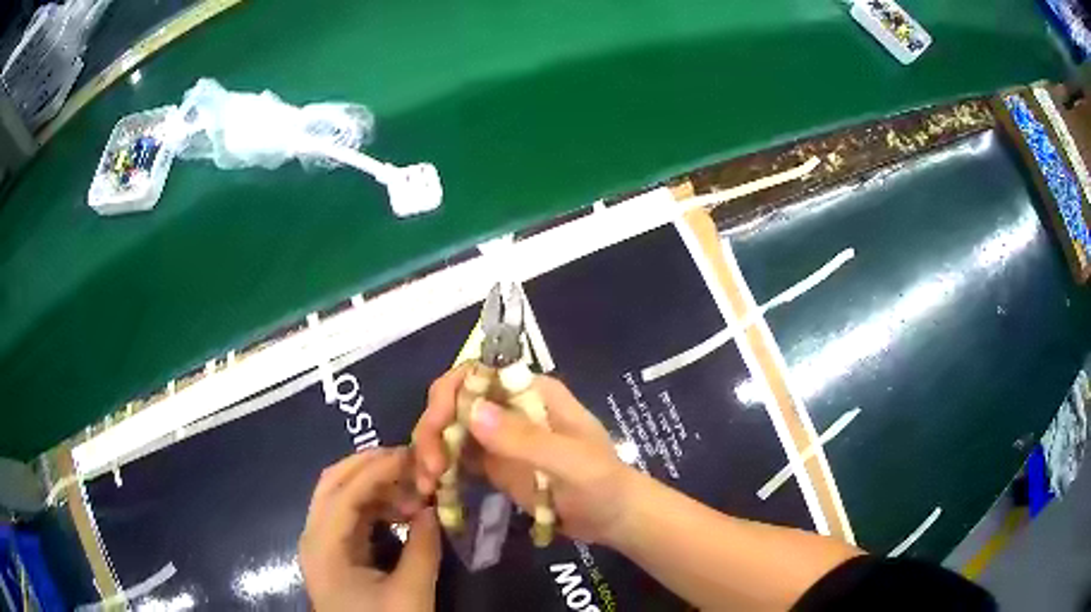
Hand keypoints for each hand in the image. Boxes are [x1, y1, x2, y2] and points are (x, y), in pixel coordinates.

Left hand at [299, 448, 439, 611]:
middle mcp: (313, 535)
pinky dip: (371, 504)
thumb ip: (424, 547)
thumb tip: (433, 507)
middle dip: (370, 465)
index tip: (415, 456)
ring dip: (373, 484)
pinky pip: (347, 514)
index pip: (346, 491)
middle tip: (411, 461)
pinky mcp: (331, 552)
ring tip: (412, 490)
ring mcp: (319, 543)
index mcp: (324, 546)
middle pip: (332, 482)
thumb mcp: (411, 593)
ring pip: (338, 495)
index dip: (380, 469)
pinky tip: (399, 511)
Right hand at [413, 368, 636, 544]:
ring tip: (427, 485)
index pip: (477, 374)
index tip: (437, 430)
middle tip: (430, 470)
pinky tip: (434, 490)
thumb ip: (525, 438)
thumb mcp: (571, 462)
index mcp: (531, 392)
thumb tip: (472, 411)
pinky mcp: (493, 463)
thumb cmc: (602, 482)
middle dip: (432, 429)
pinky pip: (457, 458)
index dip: (449, 395)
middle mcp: (509, 406)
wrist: (614, 517)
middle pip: (455, 401)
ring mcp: (499, 436)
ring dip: (430, 451)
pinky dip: (441, 469)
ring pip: (450, 429)